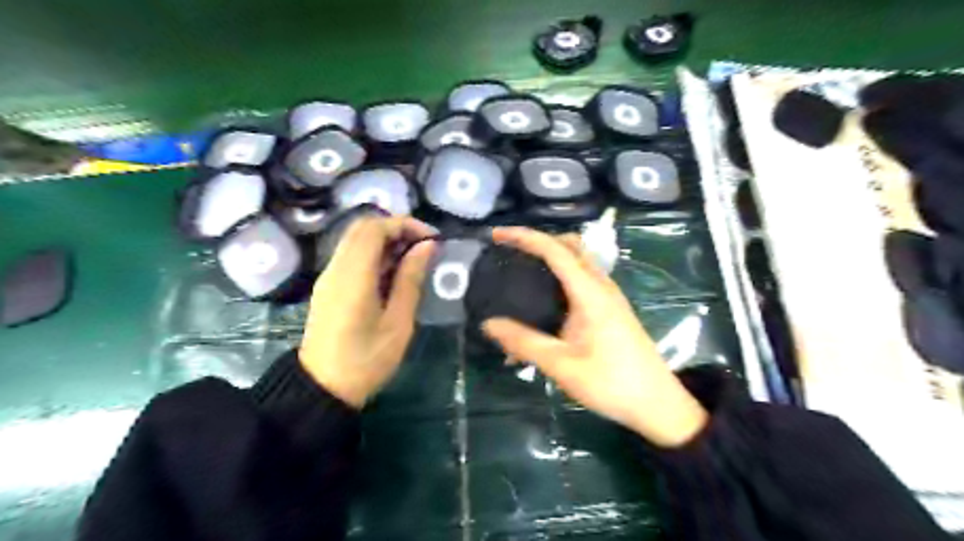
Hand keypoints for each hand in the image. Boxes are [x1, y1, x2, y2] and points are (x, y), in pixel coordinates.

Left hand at [301, 215, 436, 409]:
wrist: (322, 388)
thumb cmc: (366, 360)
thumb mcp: (398, 322)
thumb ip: (411, 279)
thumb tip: (427, 246)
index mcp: (353, 276)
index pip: (375, 228)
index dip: (405, 224)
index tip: (432, 239)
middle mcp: (336, 268)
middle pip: (362, 227)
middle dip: (396, 228)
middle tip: (424, 246)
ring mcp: (329, 276)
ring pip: (356, 239)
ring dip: (386, 240)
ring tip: (413, 259)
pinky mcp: (328, 286)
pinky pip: (351, 255)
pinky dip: (374, 253)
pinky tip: (393, 273)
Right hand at [482, 225, 706, 446]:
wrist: (657, 404)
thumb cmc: (611, 383)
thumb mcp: (562, 366)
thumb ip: (524, 342)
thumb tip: (489, 324)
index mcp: (590, 294)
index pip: (555, 251)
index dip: (525, 237)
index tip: (497, 235)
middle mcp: (602, 287)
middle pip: (571, 246)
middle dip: (540, 240)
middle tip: (511, 251)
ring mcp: (610, 297)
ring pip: (579, 261)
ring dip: (552, 255)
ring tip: (524, 270)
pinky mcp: (611, 309)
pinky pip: (584, 279)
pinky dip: (562, 275)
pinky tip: (546, 300)